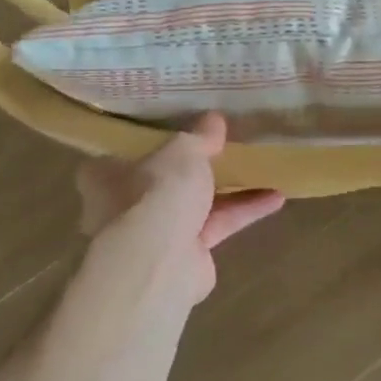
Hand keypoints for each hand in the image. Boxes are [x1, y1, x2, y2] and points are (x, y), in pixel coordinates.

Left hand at [77, 113, 284, 302]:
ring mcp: (156, 234)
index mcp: (105, 175)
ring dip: (230, 189)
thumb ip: (199, 136)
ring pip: (196, 204)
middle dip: (197, 168)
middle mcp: (124, 206)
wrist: (161, 261)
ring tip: (264, 169)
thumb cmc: (156, 192)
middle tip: (227, 147)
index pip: (126, 153)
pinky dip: (244, 212)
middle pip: (165, 180)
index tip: (182, 129)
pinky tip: (276, 199)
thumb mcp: (182, 151)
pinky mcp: (187, 254)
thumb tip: (215, 119)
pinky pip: (218, 225)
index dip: (155, 141)